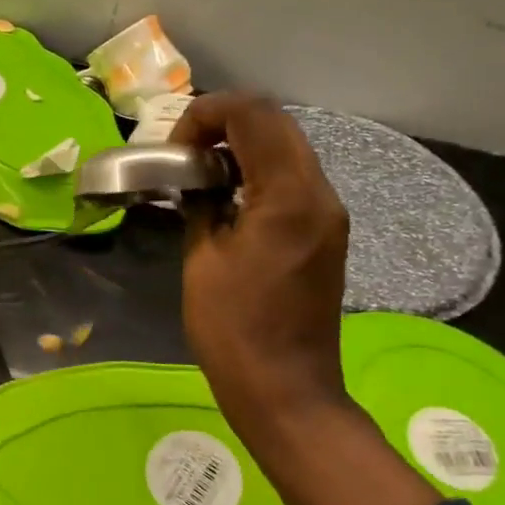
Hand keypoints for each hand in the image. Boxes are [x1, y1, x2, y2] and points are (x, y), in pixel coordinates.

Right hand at [172, 94, 354, 438]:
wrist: (286, 390)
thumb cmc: (234, 330)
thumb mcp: (201, 261)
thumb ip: (200, 205)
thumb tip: (195, 182)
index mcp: (287, 196)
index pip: (253, 115)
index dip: (206, 114)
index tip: (175, 147)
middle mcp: (320, 193)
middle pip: (276, 123)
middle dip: (226, 123)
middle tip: (185, 152)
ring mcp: (329, 213)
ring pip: (288, 148)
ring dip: (244, 146)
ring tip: (201, 172)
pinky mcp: (326, 233)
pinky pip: (294, 179)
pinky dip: (260, 172)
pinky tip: (228, 197)